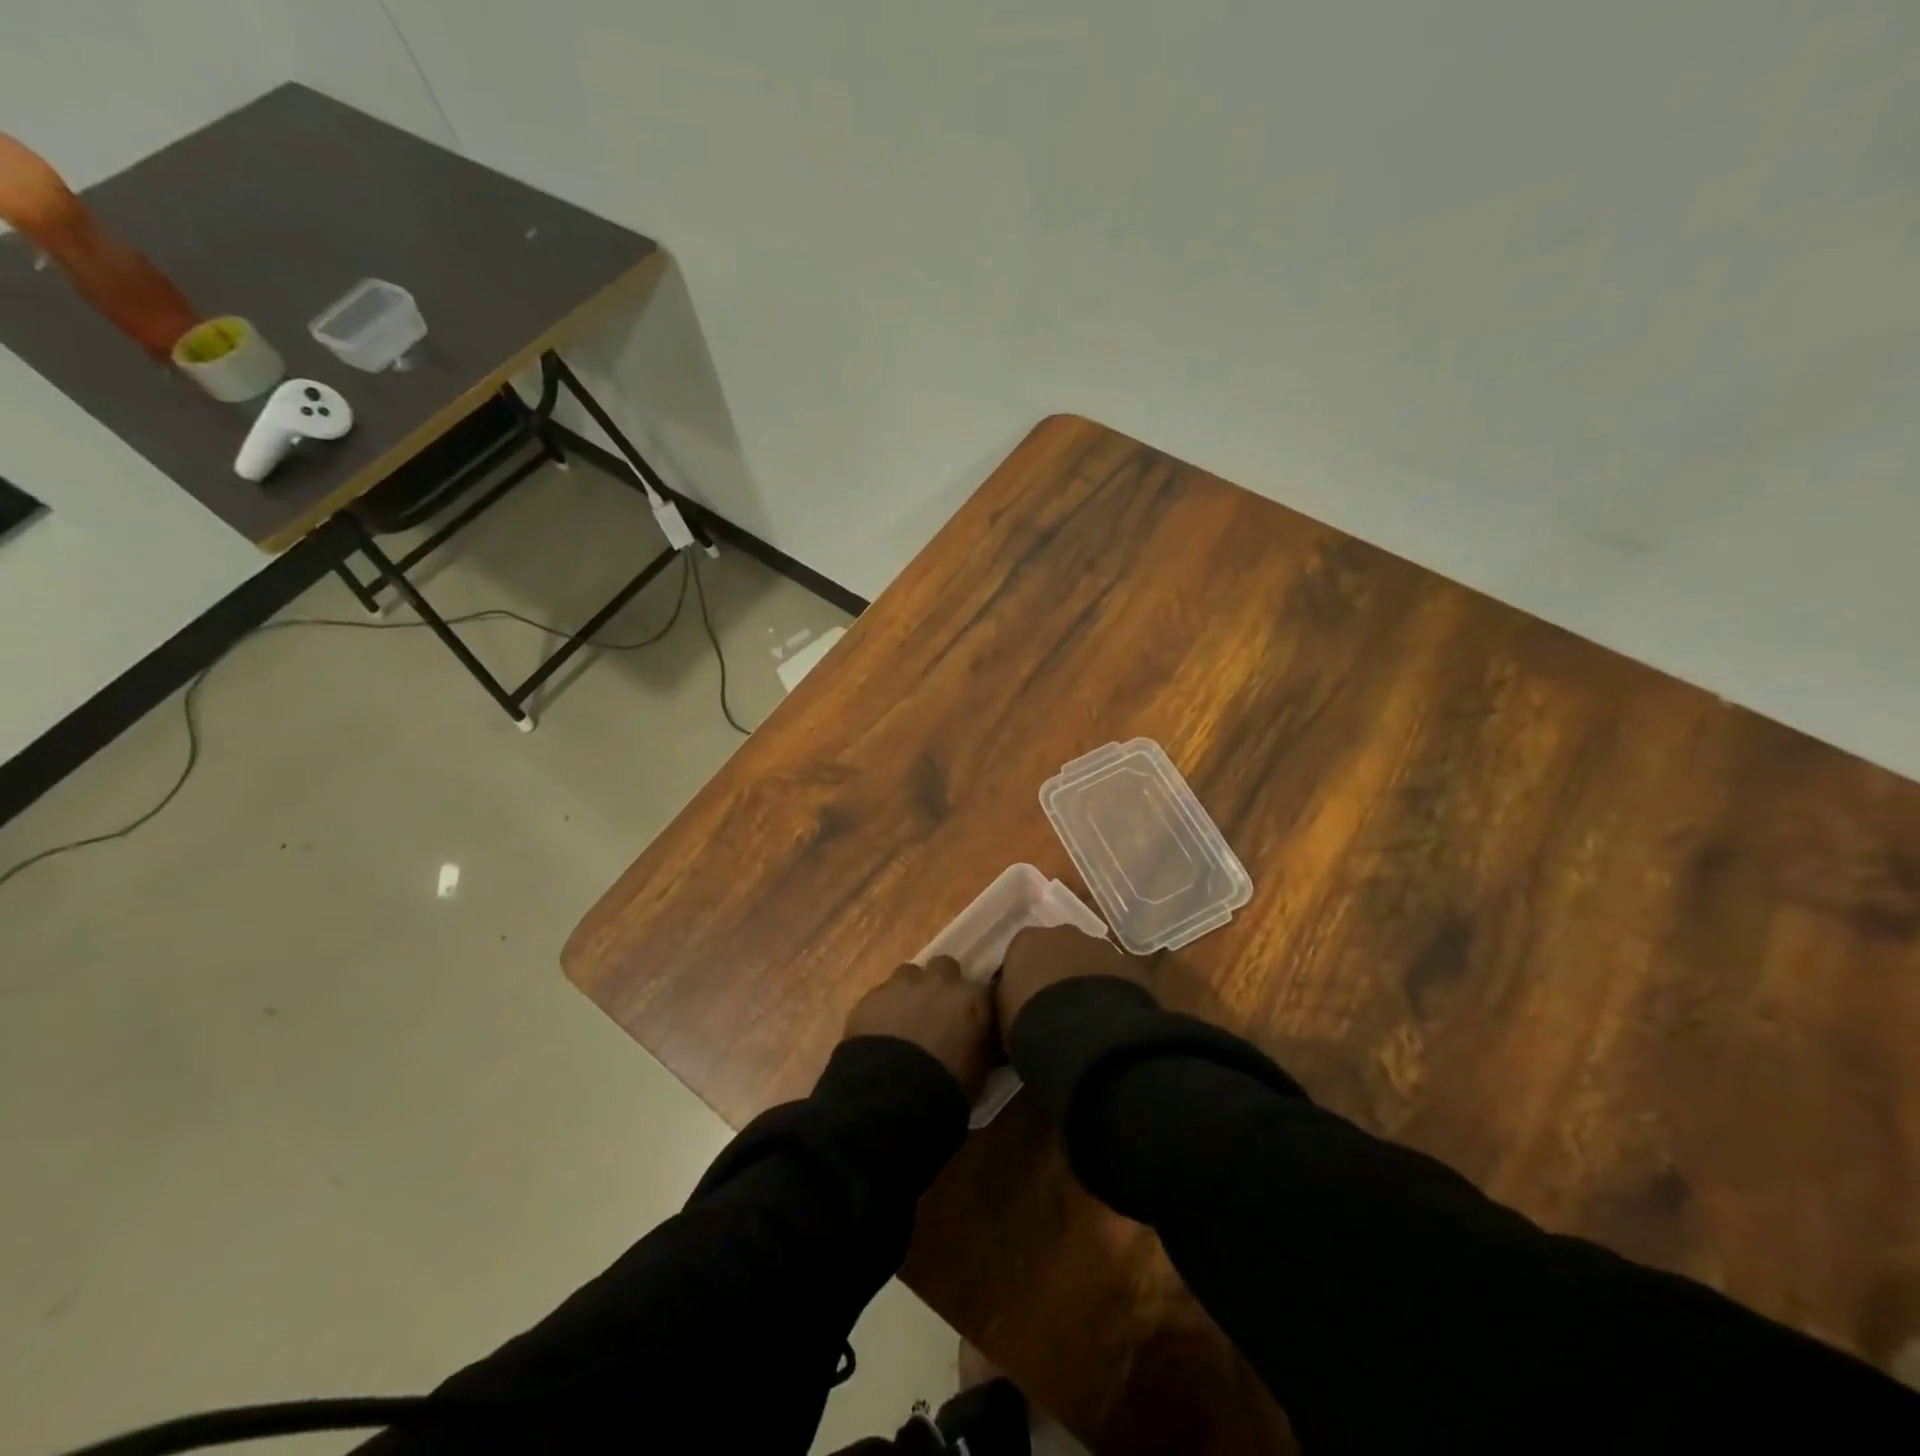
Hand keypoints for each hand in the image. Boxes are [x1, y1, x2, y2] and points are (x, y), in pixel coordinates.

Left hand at [844, 957, 994, 1097]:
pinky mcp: (872, 995)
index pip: (983, 990)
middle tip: (937, 1011)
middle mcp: (940, 981)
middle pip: (944, 967)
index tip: (971, 1022)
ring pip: (909, 973)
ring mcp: (903, 984)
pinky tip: (880, 1030)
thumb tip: (978, 1041)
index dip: (975, 1006)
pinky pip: (881, 993)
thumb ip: (980, 1044)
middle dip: (942, 984)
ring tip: (905, 1018)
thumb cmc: (947, 1087)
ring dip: (911, 990)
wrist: (892, 1095)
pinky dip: (884, 1007)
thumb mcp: (979, 1070)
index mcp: (972, 998)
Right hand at [997, 923, 1152, 1031]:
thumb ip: (1009, 1001)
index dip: (1025, 978)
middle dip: (1059, 971)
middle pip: (1058, 949)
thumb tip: (1015, 1005)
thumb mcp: (1004, 1015)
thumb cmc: (1029, 1023)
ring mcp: (1100, 946)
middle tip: (1058, 1006)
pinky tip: (1111, 1019)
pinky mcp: (1130, 964)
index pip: (1021, 953)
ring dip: (1088, 980)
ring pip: (1091, 960)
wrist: (1083, 1034)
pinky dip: (1114, 992)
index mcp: (1026, 941)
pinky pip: (1118, 977)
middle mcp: (1063, 933)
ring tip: (1088, 1016)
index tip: (1026, 1002)